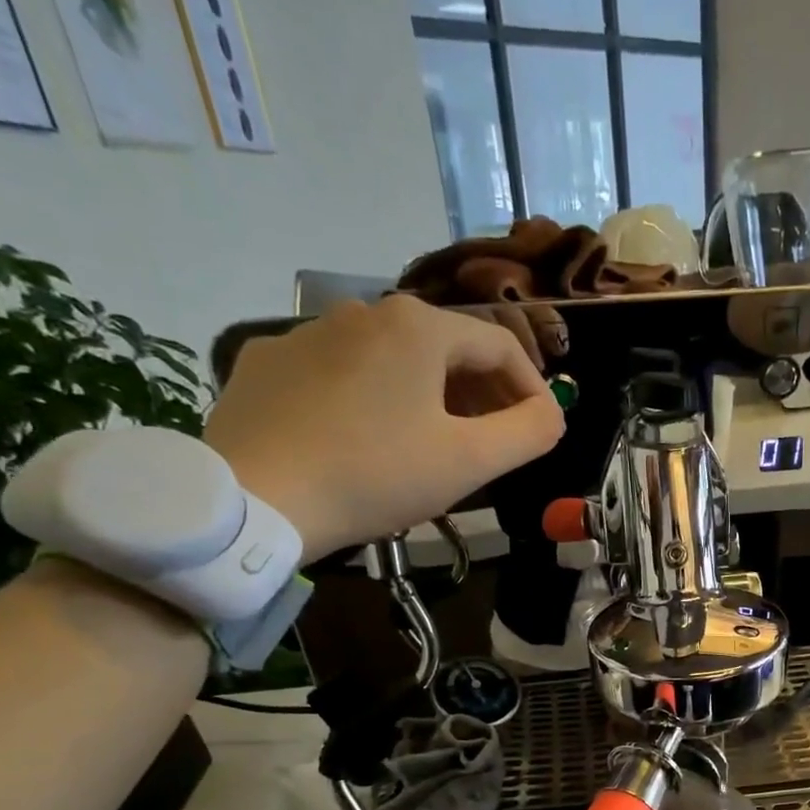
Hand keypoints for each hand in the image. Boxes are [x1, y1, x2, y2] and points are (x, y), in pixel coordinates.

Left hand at [204, 297, 563, 560]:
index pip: (500, 347)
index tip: (541, 431)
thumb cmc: (376, 474)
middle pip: (446, 350)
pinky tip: (366, 441)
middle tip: (494, 442)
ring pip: (393, 361)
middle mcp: (364, 311)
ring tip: (433, 445)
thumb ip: (529, 433)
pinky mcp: (269, 363)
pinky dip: (371, 400)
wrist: (256, 498)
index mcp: (419, 327)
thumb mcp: (470, 461)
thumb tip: (553, 414)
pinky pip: (341, 375)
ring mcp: (308, 333)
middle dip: (482, 394)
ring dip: (429, 397)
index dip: (532, 389)